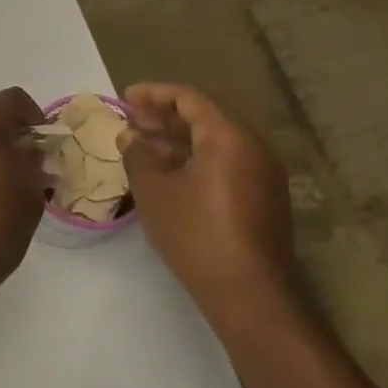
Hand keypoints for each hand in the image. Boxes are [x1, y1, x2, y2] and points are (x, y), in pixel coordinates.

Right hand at [119, 83, 297, 319]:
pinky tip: (168, 175)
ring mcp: (262, 174)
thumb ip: (138, 155)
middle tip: (130, 122)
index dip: (154, 94)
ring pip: (214, 143)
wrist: (249, 293)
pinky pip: (225, 164)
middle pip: (205, 118)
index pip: (190, 99)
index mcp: (229, 137)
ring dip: (178, 141)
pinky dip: (194, 161)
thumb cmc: (196, 233)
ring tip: (142, 147)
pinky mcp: (262, 199)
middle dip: (164, 118)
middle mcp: (252, 147)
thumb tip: (131, 136)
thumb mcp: (155, 191)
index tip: (125, 98)